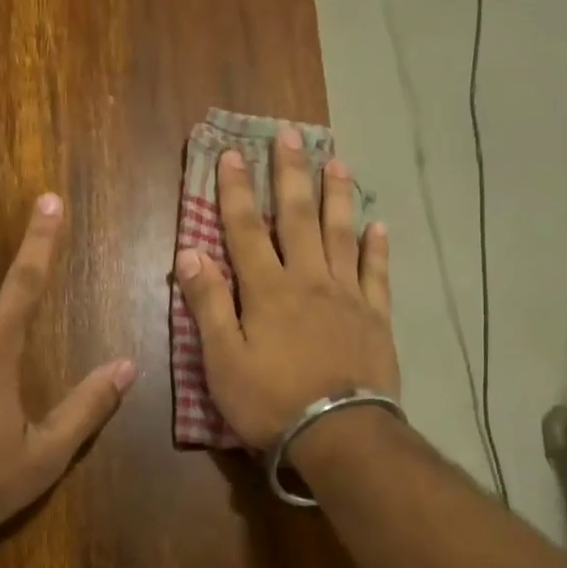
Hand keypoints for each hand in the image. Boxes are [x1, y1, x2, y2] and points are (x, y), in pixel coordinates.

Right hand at [173, 129, 397, 451]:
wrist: (339, 433)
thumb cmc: (270, 400)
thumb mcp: (222, 360)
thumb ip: (208, 304)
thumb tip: (189, 253)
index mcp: (267, 290)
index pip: (245, 229)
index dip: (235, 190)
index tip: (232, 152)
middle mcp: (308, 280)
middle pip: (297, 217)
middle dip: (290, 173)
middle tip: (291, 133)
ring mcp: (347, 296)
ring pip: (339, 235)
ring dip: (336, 196)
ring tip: (336, 160)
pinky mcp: (375, 317)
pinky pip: (376, 273)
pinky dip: (376, 247)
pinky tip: (377, 225)